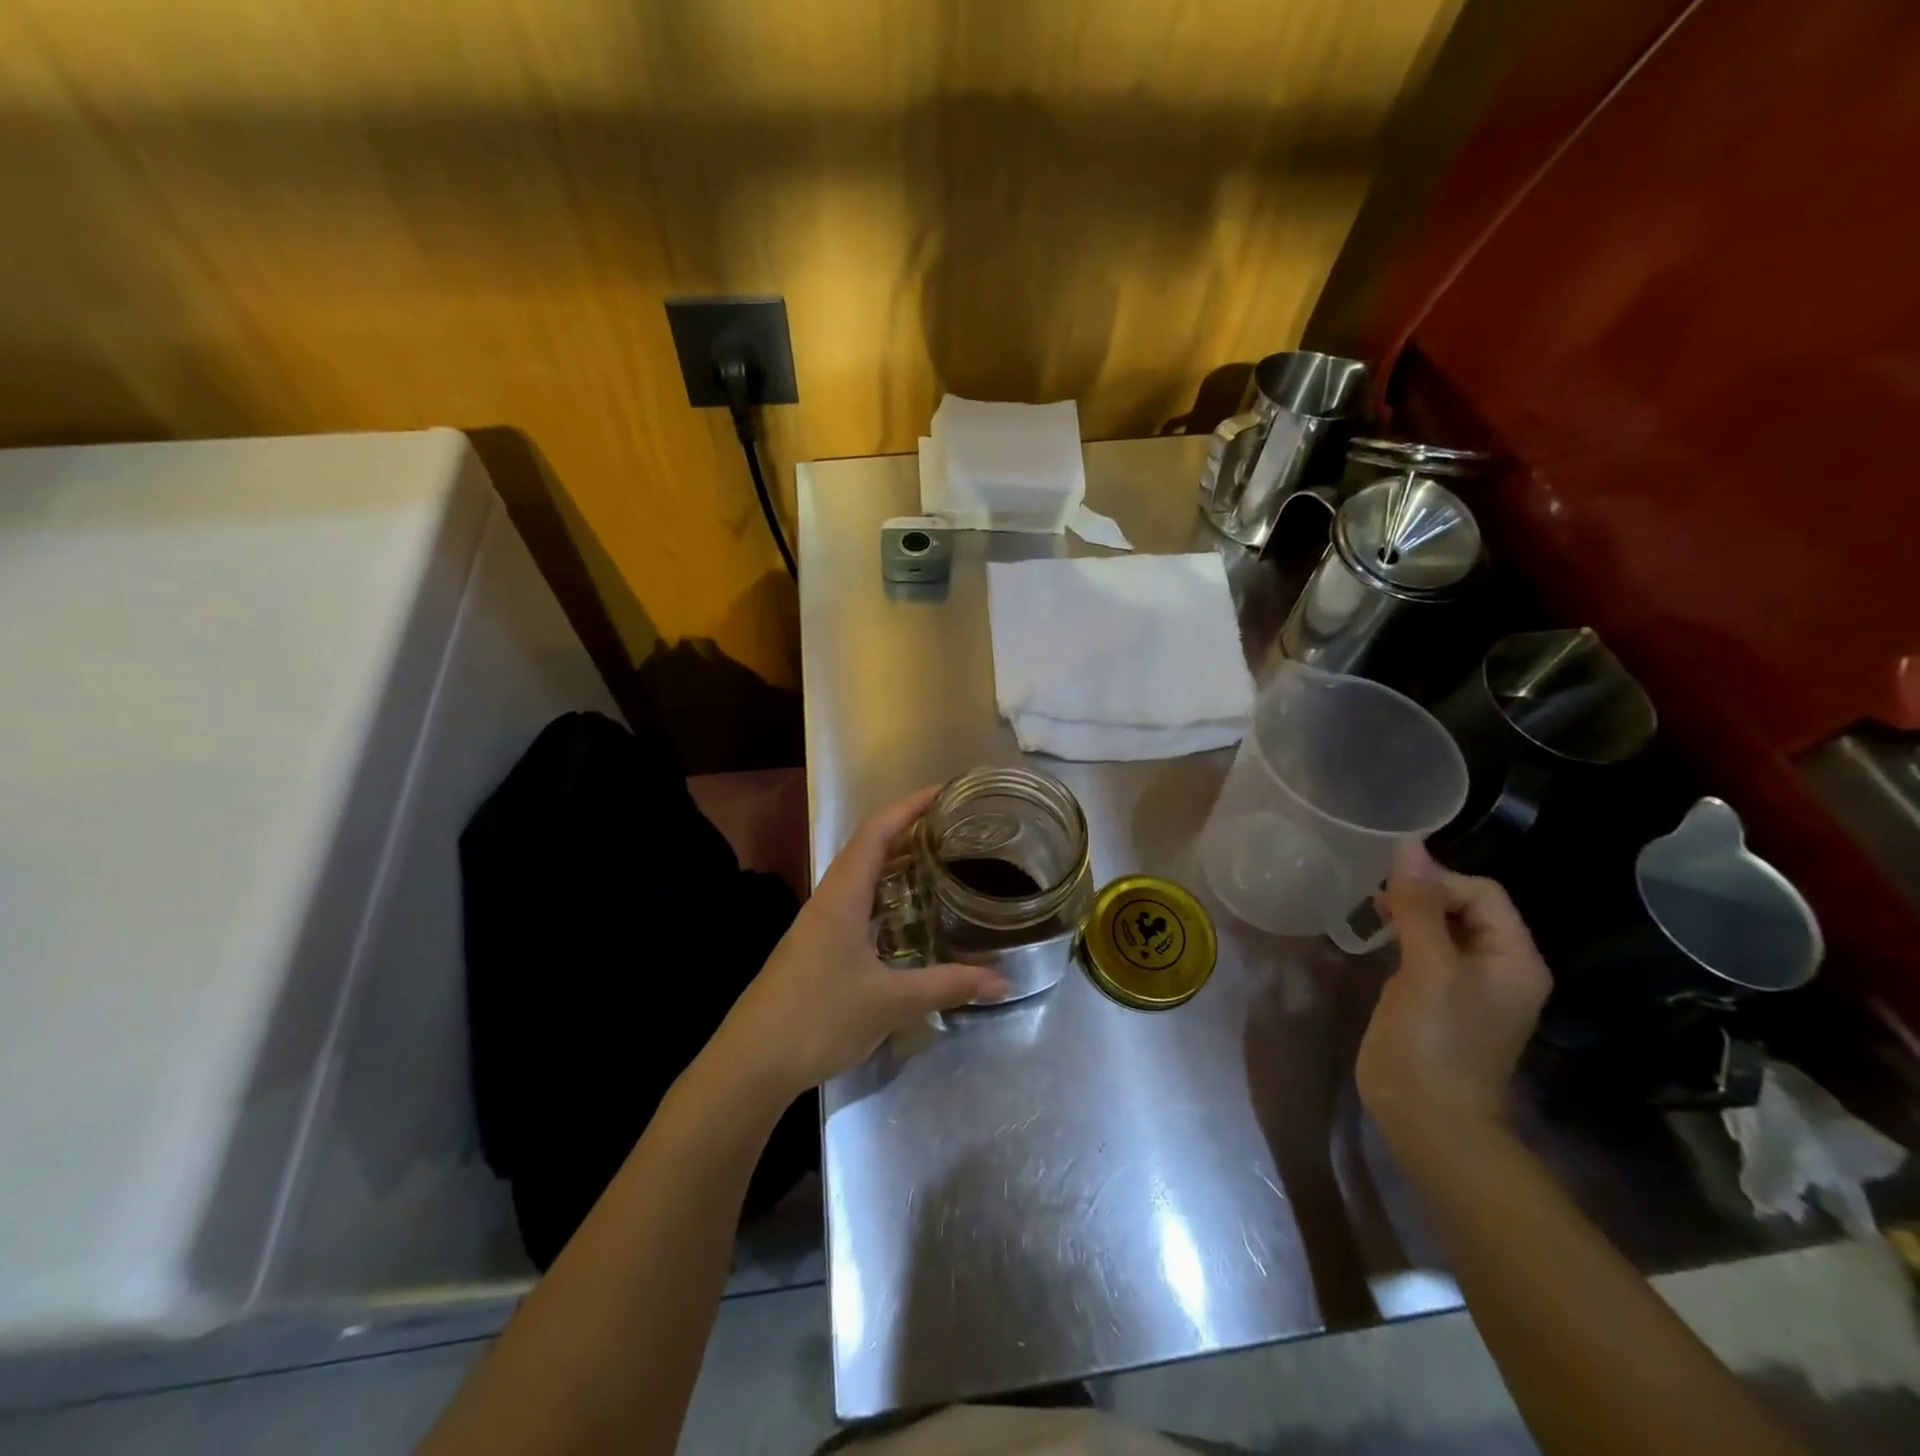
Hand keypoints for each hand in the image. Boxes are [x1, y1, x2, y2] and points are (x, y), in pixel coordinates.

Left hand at [715, 787, 1010, 1098]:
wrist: (751, 1063)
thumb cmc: (817, 1018)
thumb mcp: (890, 1002)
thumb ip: (946, 986)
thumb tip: (1002, 980)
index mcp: (841, 896)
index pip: (876, 832)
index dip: (908, 806)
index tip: (944, 792)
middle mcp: (828, 900)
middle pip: (868, 848)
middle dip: (909, 831)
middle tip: (953, 829)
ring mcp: (818, 924)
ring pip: (861, 878)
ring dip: (896, 864)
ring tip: (938, 862)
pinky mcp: (817, 948)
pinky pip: (857, 904)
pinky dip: (885, 896)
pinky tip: (907, 917)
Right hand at [1356, 839, 1551, 1145]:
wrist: (1428, 1118)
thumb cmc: (1434, 1041)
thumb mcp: (1427, 968)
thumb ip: (1419, 906)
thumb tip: (1408, 845)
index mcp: (1513, 958)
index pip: (1482, 892)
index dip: (1437, 882)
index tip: (1391, 894)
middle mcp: (1499, 966)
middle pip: (1463, 906)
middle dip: (1421, 895)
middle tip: (1375, 901)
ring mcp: (1468, 985)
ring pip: (1441, 927)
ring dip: (1408, 914)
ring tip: (1371, 915)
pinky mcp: (1439, 998)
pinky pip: (1427, 950)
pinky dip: (1403, 937)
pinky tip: (1376, 940)